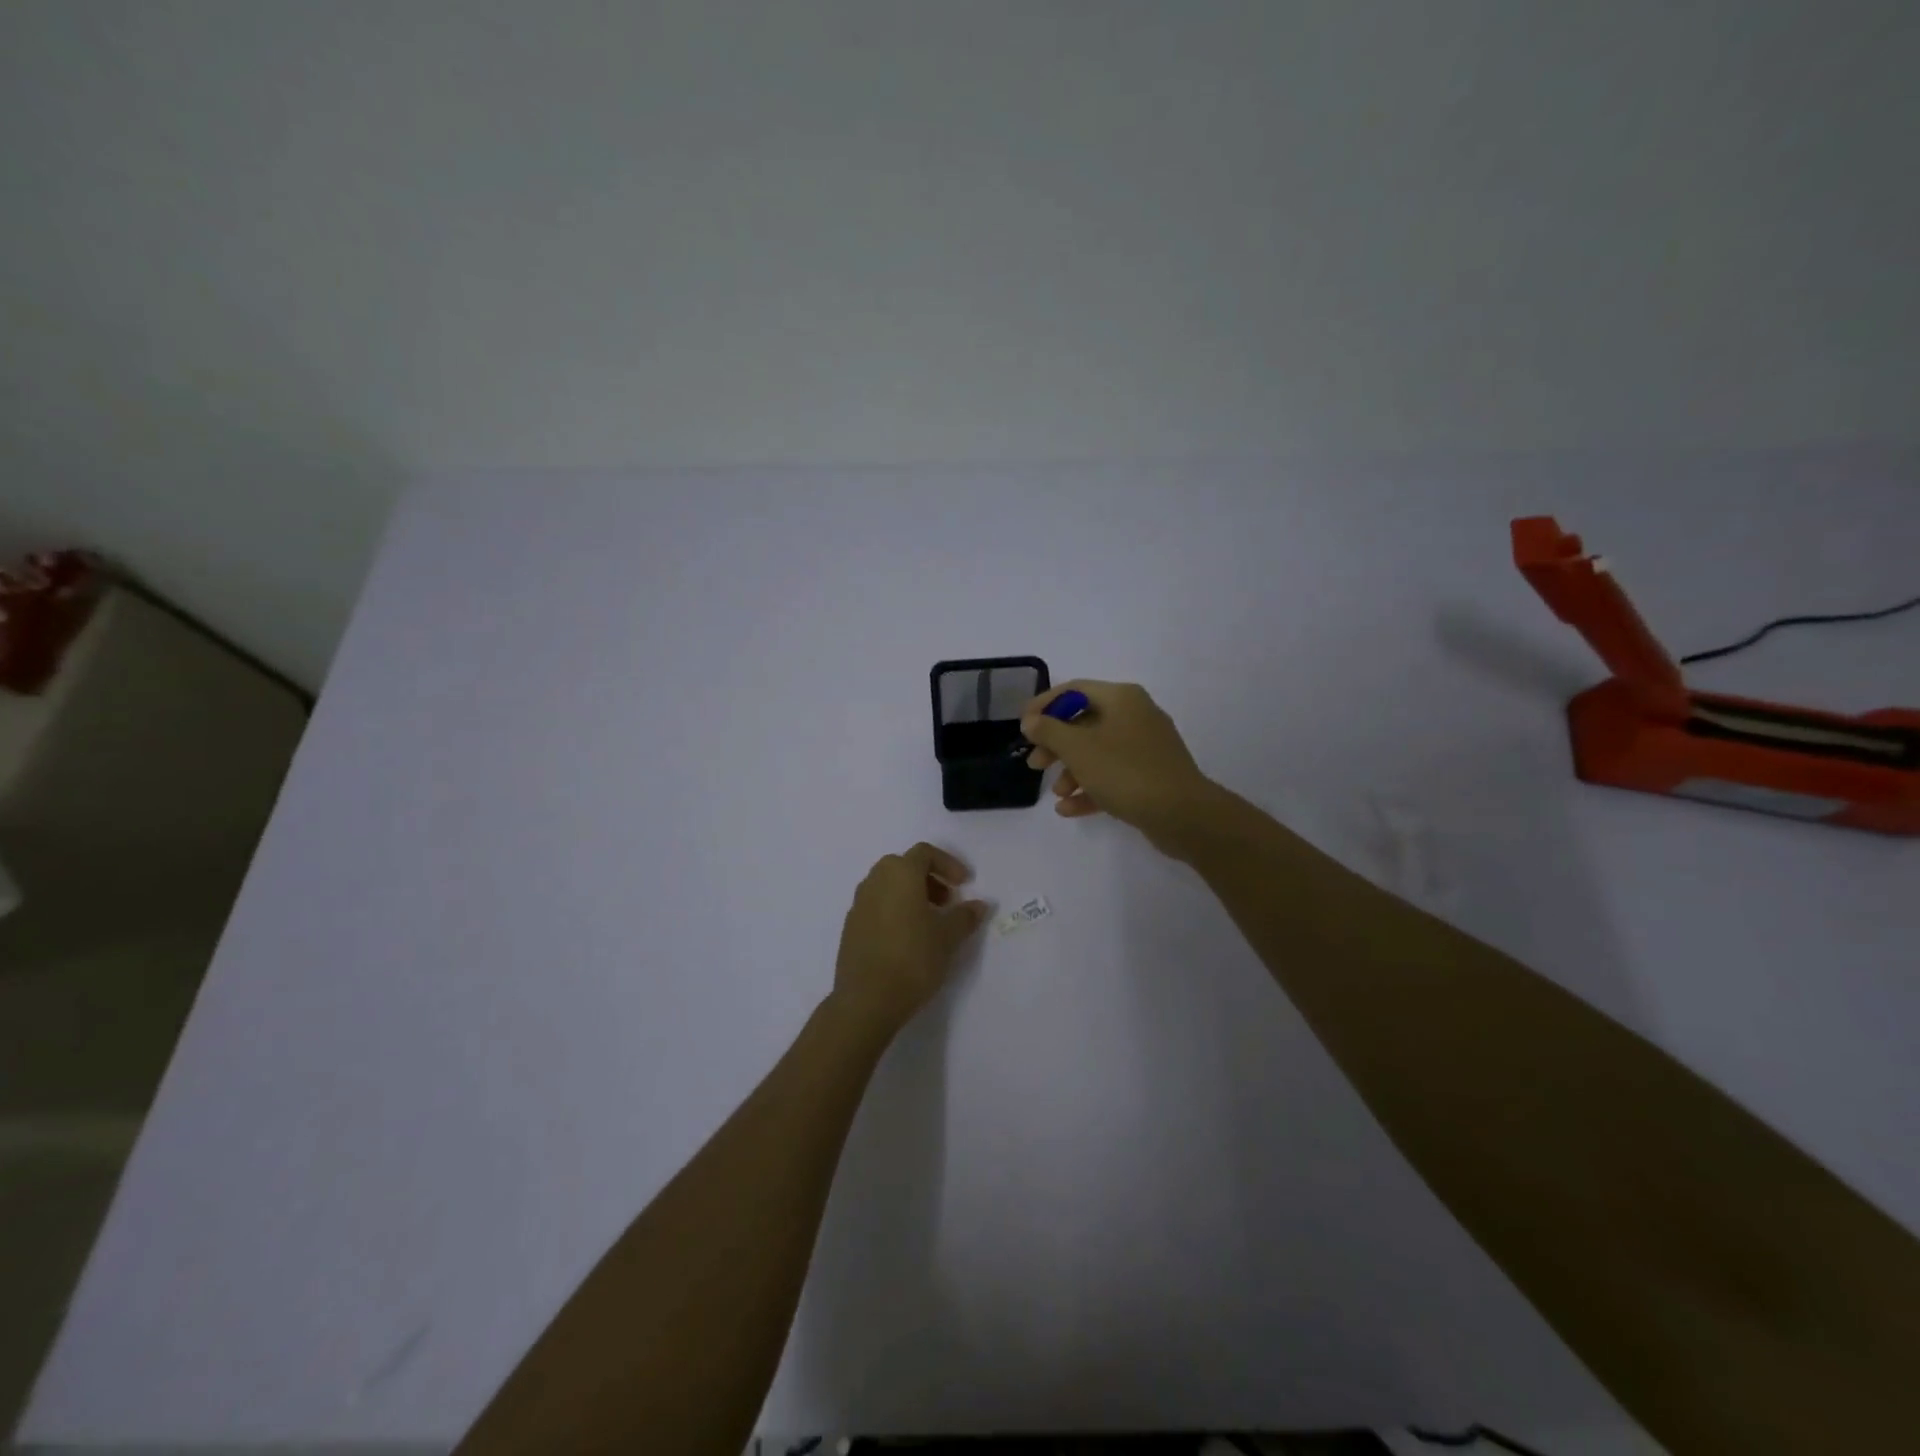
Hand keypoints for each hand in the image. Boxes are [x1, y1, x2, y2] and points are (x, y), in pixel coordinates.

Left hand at [831, 843, 990, 1039]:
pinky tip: (906, 939)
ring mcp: (858, 904)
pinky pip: (876, 906)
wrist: (867, 1000)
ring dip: (911, 894)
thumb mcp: (948, 937)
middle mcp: (875, 881)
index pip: (924, 853)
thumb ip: (965, 916)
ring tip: (929, 922)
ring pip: (888, 885)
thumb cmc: (913, 959)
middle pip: (904, 866)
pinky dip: (894, 910)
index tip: (964, 885)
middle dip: (929, 879)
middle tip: (947, 902)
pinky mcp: (850, 927)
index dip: (948, 864)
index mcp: (899, 874)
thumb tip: (979, 905)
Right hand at [1020, 680, 1217, 850]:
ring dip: (1072, 771)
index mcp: (1122, 698)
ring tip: (1057, 794)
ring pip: (1098, 752)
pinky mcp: (1151, 776)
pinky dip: (1090, 788)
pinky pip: (1113, 775)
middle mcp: (1136, 715)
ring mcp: (1146, 747)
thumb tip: (1031, 721)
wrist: (1182, 814)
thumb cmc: (1125, 771)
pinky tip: (1068, 809)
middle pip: (1085, 723)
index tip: (1022, 726)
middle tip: (1035, 764)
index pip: (1074, 690)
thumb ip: (1048, 731)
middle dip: (1056, 745)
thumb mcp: (1078, 748)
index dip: (1044, 705)